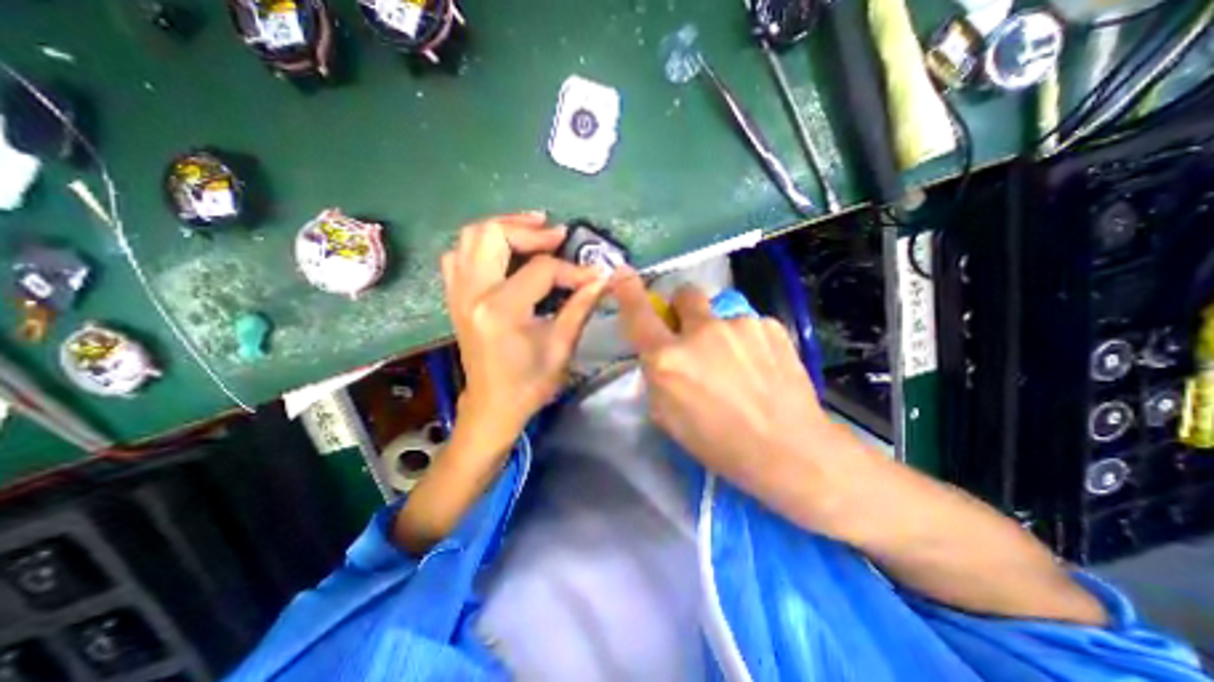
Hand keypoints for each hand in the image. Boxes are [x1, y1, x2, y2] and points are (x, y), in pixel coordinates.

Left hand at [441, 212, 607, 447]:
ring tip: (532, 230)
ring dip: (503, 228)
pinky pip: (458, 255)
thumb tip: (602, 279)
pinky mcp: (455, 298)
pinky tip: (503, 252)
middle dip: (529, 230)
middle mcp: (472, 294)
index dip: (571, 270)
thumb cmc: (530, 383)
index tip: (593, 276)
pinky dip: (481, 245)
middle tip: (556, 234)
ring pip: (470, 237)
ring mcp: (457, 294)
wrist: (493, 406)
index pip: (540, 270)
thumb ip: (580, 306)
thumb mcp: (561, 346)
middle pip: (493, 235)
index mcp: (501, 310)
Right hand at [608, 271, 852, 511]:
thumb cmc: (717, 443)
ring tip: (737, 363)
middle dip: (684, 309)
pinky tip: (760, 366)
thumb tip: (660, 351)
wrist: (787, 449)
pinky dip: (747, 339)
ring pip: (719, 312)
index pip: (639, 314)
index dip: (627, 290)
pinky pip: (747, 324)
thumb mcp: (667, 416)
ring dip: (719, 330)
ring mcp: (738, 324)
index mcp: (668, 359)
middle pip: (685, 294)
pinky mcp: (769, 325)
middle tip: (695, 334)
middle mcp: (700, 332)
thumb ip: (657, 374)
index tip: (622, 273)